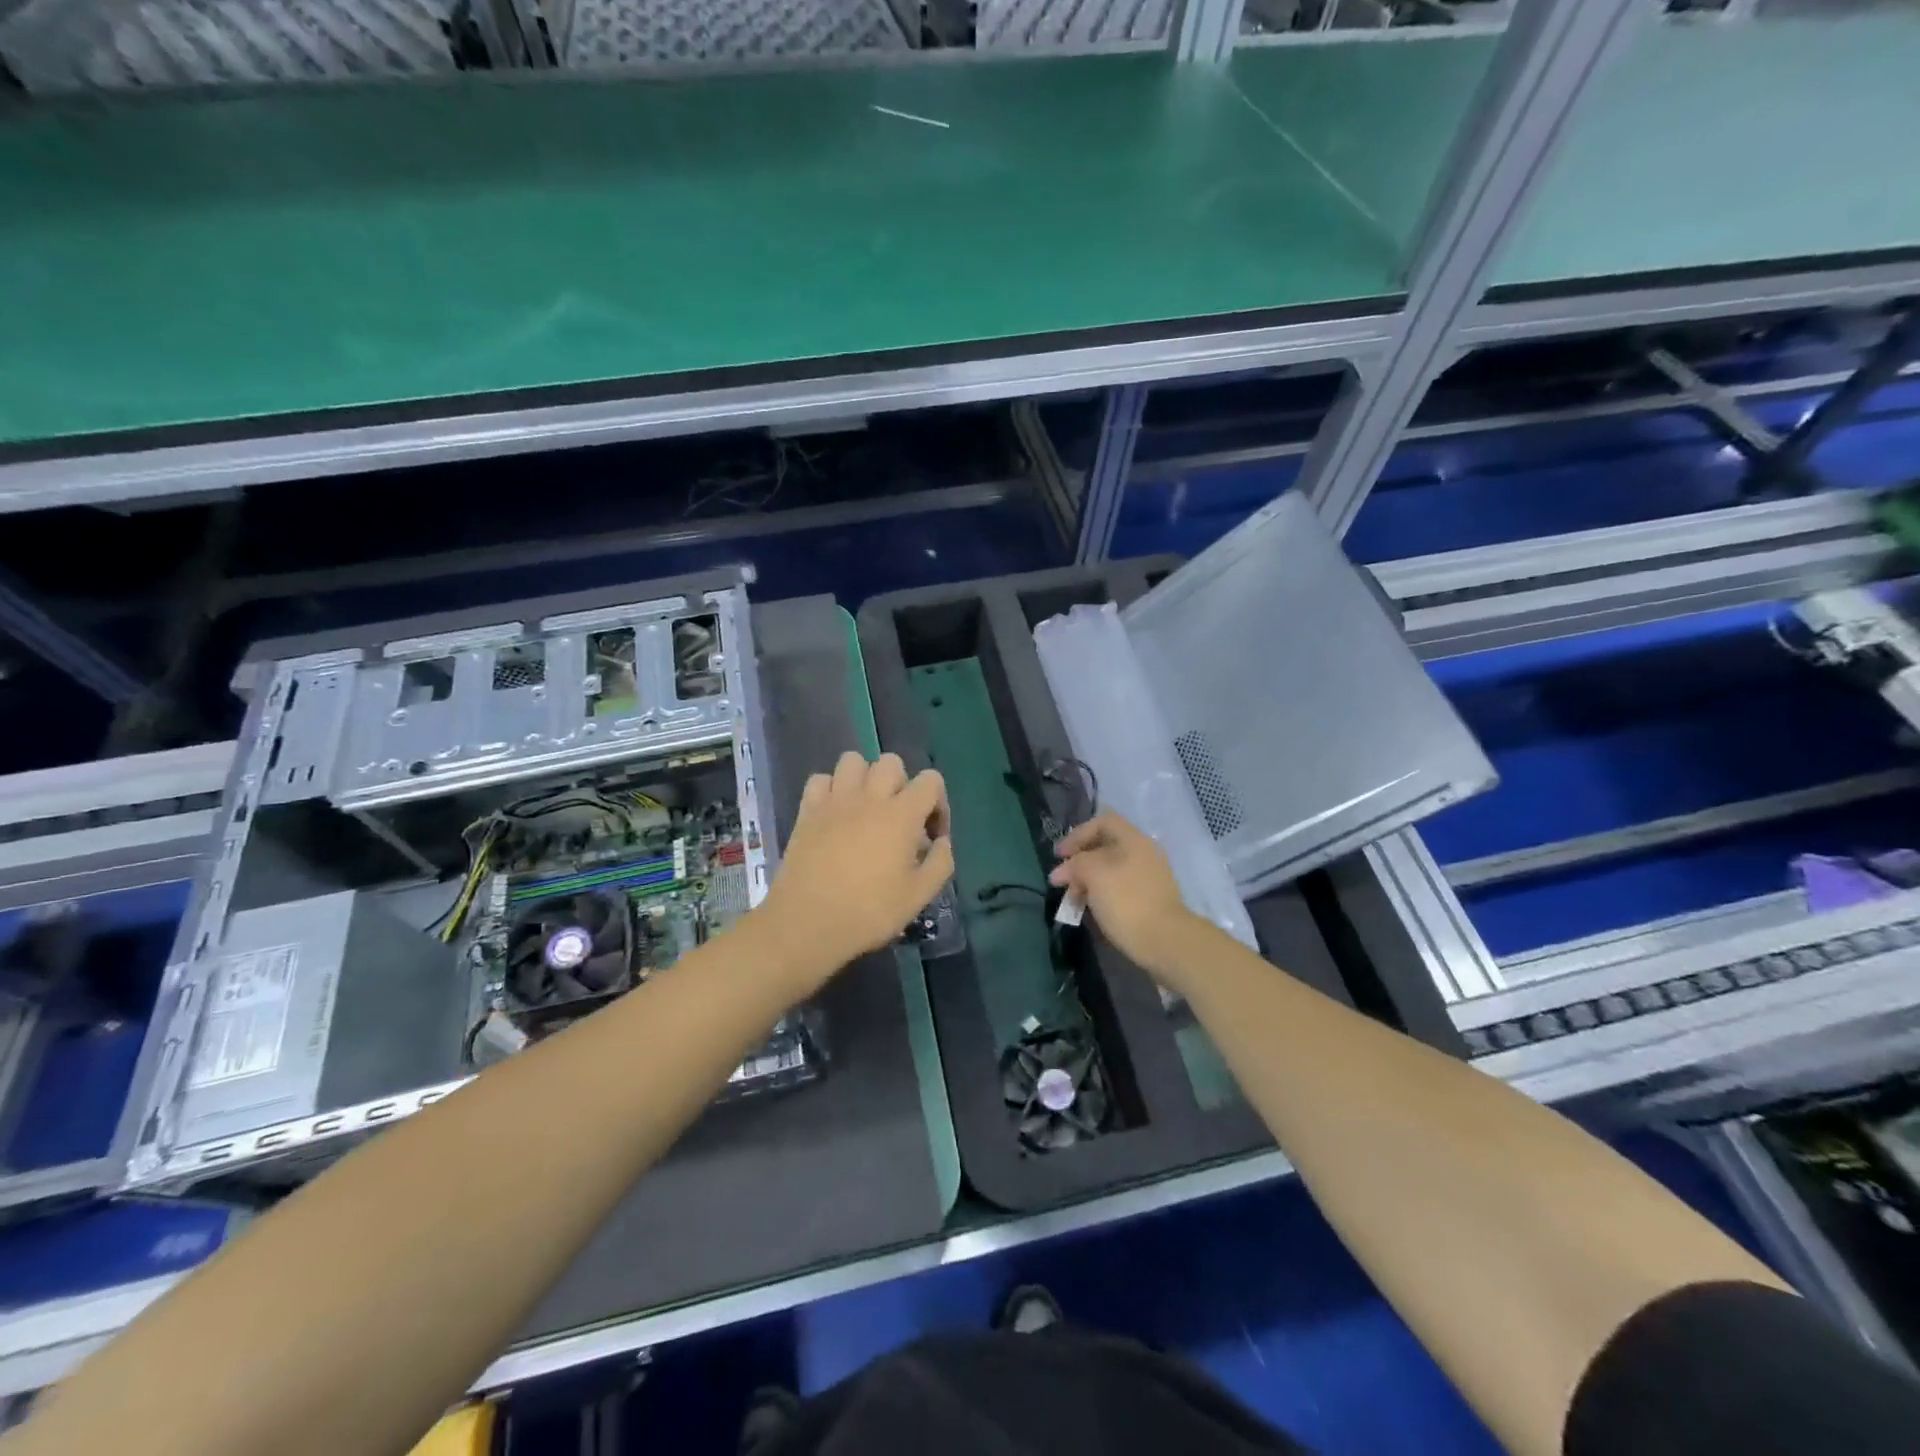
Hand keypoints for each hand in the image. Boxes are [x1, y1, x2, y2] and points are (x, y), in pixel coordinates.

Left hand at [750, 752, 952, 994]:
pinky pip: (820, 779)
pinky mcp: (807, 810)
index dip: (938, 804)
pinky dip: (830, 790)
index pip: (931, 781)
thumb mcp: (919, 896)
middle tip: (898, 819)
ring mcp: (835, 800)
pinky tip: (834, 814)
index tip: (931, 835)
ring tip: (865, 808)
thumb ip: (940, 863)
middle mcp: (870, 797)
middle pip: (891, 763)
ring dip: (864, 778)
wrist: (808, 923)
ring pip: (853, 760)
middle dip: (901, 785)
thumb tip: (942, 842)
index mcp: (902, 815)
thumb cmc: (869, 912)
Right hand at [1049, 812, 1203, 986]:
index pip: (1102, 822)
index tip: (1059, 856)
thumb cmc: (1126, 901)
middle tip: (1062, 882)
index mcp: (1134, 840)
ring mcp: (1149, 878)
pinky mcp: (1150, 900)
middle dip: (1079, 862)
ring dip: (1088, 881)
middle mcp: (1144, 853)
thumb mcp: (1093, 874)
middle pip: (1105, 847)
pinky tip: (1090, 910)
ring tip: (1073, 900)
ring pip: (1111, 870)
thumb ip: (1075, 864)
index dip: (1077, 835)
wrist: (1165, 941)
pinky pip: (1120, 889)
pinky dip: (1102, 895)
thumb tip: (1064, 870)